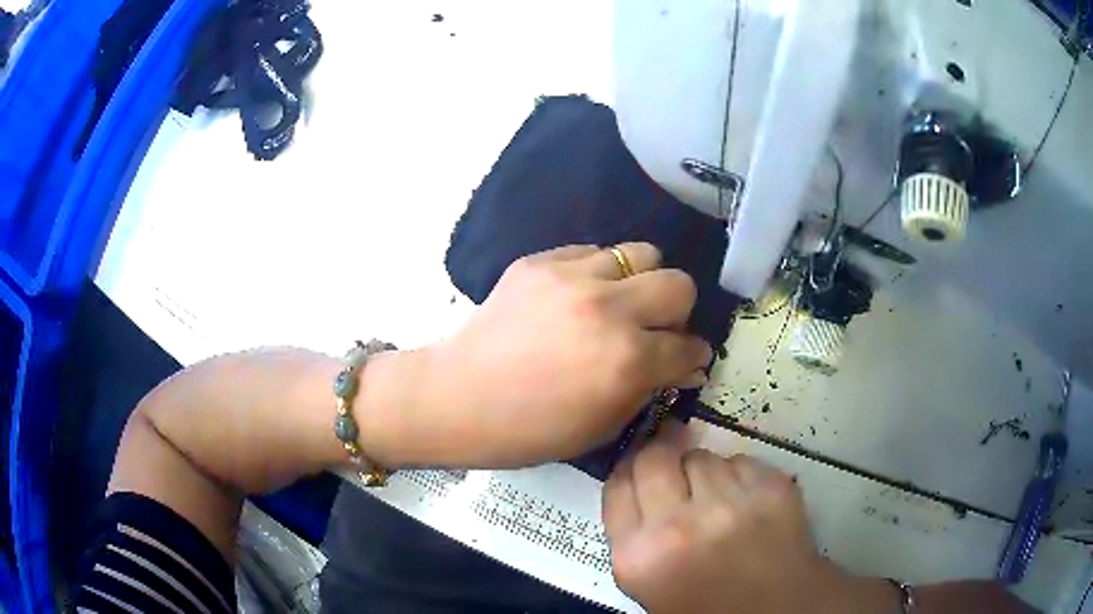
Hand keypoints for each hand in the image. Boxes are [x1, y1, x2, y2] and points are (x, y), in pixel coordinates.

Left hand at [410, 243, 711, 467]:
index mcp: (627, 361)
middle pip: (678, 285)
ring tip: (618, 304)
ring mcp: (572, 278)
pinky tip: (577, 297)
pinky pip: (591, 252)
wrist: (457, 398)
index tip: (686, 358)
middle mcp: (609, 309)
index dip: (693, 356)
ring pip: (641, 253)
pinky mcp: (540, 262)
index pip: (687, 346)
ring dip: (640, 281)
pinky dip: (598, 273)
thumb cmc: (529, 430)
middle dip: (676, 311)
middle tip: (654, 329)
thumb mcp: (600, 427)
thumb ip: (647, 390)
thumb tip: (681, 365)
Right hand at [603, 427, 895, 613]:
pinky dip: (738, 474)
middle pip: (655, 456)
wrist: (776, 609)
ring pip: (703, 455)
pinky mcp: (771, 487)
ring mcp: (730, 504)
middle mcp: (680, 525)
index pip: (619, 482)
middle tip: (674, 468)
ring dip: (704, 471)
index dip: (629, 469)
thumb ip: (631, 531)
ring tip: (718, 500)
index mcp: (640, 555)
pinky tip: (746, 501)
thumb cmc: (704, 603)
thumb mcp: (645, 581)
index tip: (639, 467)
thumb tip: (635, 477)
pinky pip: (740, 460)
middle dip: (662, 456)